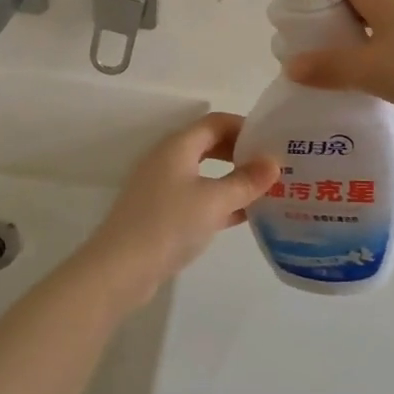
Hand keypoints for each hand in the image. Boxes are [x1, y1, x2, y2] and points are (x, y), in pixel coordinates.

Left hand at [77, 113, 279, 306]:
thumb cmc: (168, 224)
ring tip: (265, 190)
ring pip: (205, 174)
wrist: (119, 270)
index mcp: (178, 146)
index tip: (273, 140)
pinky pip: (197, 198)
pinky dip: (219, 202)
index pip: (216, 123)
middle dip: (241, 153)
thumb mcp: (214, 201)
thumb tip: (274, 162)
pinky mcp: (160, 214)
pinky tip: (244, 216)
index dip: (245, 127)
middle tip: (272, 166)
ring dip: (233, 179)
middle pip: (210, 145)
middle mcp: (168, 160)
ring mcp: (162, 187)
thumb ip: (246, 181)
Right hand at [283, 0, 393, 119]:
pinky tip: (368, 84)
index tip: (288, 36)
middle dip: (326, 32)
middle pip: (347, 6)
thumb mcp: (369, 69)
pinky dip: (376, 58)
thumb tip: (289, 65)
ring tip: (329, 78)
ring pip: (370, 26)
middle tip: (303, 62)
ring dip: (352, 48)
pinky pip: (392, 42)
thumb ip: (327, 68)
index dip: (306, 7)